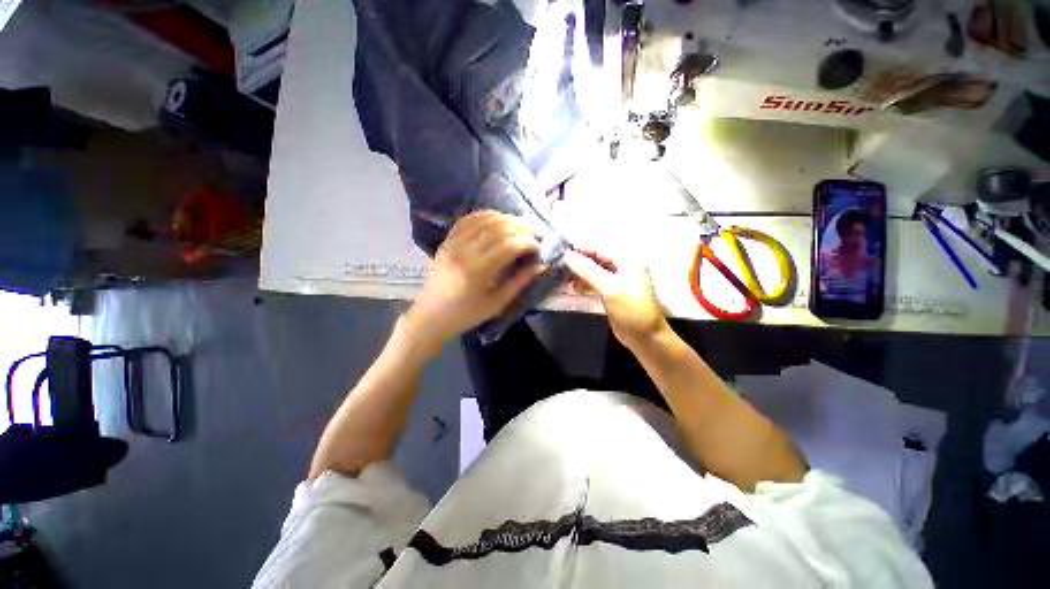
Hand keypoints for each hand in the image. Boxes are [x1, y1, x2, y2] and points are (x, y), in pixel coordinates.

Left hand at [404, 211, 543, 353]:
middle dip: (522, 228)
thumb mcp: (497, 303)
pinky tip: (498, 219)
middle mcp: (464, 250)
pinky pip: (468, 219)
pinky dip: (486, 215)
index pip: (509, 245)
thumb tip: (541, 265)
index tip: (538, 247)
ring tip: (521, 226)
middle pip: (499, 228)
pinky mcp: (447, 240)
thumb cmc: (466, 314)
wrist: (431, 315)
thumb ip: (519, 282)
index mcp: (477, 270)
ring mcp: (453, 242)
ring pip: (485, 219)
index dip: (528, 242)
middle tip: (534, 234)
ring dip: (507, 219)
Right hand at [563, 248, 668, 348]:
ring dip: (579, 275)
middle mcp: (622, 268)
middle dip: (578, 263)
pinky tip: (573, 288)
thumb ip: (588, 270)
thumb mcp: (610, 288)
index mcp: (626, 261)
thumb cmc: (631, 309)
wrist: (645, 337)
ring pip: (593, 272)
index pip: (598, 249)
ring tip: (564, 279)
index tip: (560, 254)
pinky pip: (594, 284)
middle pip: (595, 260)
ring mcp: (617, 281)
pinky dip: (584, 285)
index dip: (579, 251)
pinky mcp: (611, 294)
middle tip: (559, 268)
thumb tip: (567, 255)